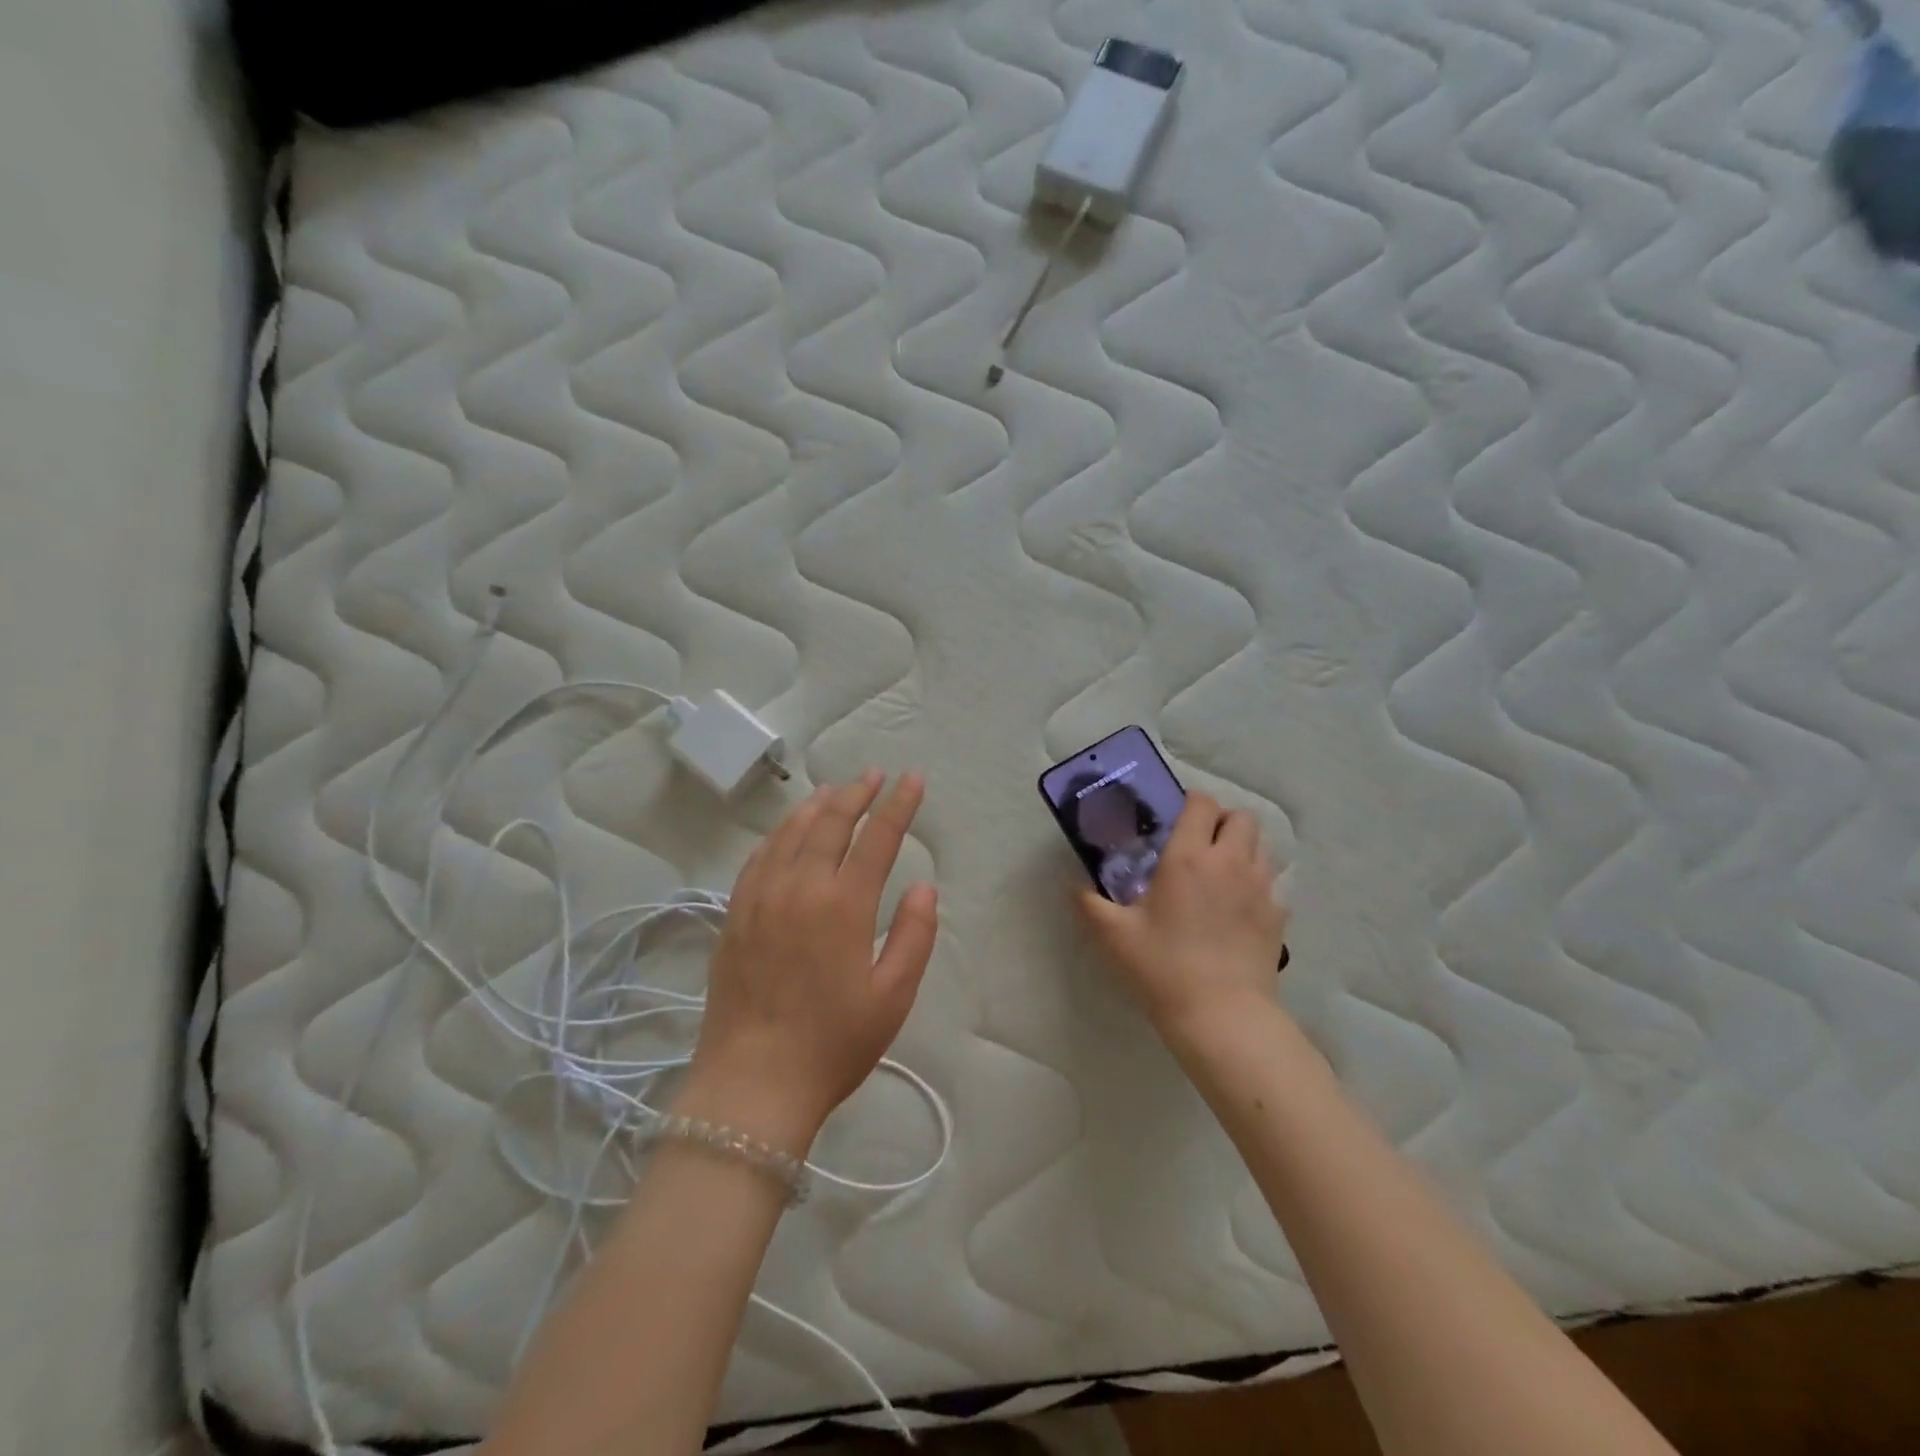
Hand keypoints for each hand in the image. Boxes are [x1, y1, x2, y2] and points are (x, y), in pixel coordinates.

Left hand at [679, 772, 937, 1155]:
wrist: (752, 1084)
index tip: (912, 780)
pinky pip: (759, 857)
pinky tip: (788, 831)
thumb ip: (914, 936)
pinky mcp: (734, 914)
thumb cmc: (833, 1044)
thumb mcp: (892, 997)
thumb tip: (923, 888)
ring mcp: (760, 897)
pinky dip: (779, 833)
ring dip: (817, 805)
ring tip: (835, 790)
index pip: (878, 838)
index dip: (899, 805)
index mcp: (843, 905)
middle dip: (857, 793)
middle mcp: (799, 887)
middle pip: (830, 823)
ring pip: (790, 833)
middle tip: (874, 774)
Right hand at [1079, 792, 1288, 1047]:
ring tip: (1219, 873)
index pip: (1201, 804)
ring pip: (1261, 846)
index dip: (1189, 803)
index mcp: (1188, 857)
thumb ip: (1089, 904)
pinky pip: (1271, 883)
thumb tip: (1073, 887)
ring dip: (1241, 849)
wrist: (1222, 1016)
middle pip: (1240, 817)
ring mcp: (1260, 888)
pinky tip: (1238, 908)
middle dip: (1220, 822)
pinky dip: (1256, 884)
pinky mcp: (1278, 916)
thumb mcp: (1115, 935)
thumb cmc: (1163, 968)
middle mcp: (1230, 862)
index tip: (1174, 820)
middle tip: (1198, 845)